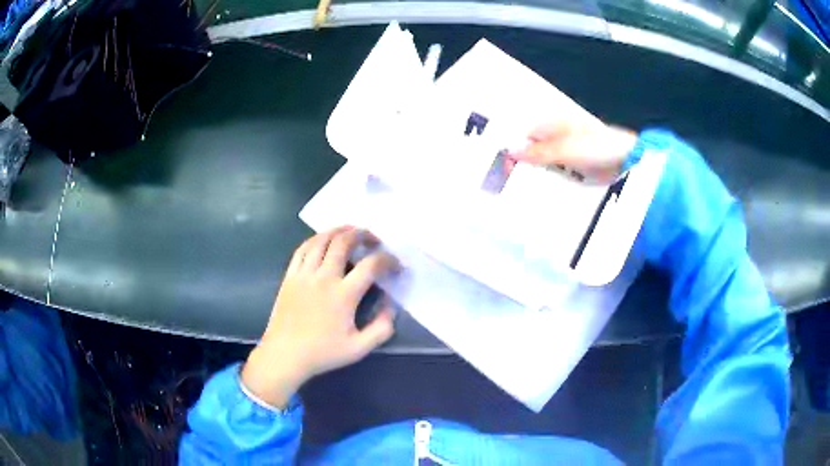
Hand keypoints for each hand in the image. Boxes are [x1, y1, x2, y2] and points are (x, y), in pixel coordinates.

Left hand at [241, 226, 398, 407]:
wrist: (285, 355)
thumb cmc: (322, 353)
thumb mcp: (359, 349)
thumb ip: (381, 329)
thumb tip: (391, 307)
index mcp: (344, 294)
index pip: (371, 265)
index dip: (388, 260)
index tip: (396, 265)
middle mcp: (324, 277)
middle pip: (344, 242)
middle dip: (363, 234)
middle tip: (373, 239)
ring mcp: (304, 274)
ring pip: (321, 240)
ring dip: (339, 230)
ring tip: (351, 230)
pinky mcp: (290, 276)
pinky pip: (302, 249)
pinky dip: (315, 239)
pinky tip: (322, 240)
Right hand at [511, 120, 637, 181]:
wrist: (626, 160)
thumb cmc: (596, 147)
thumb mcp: (564, 149)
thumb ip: (537, 152)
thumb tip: (511, 152)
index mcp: (553, 124)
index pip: (525, 135)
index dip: (515, 150)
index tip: (506, 169)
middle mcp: (557, 136)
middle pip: (533, 149)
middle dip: (524, 164)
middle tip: (511, 183)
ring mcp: (567, 152)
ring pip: (544, 163)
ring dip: (537, 174)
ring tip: (524, 190)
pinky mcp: (576, 166)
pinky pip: (557, 173)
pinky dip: (551, 181)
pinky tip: (544, 191)